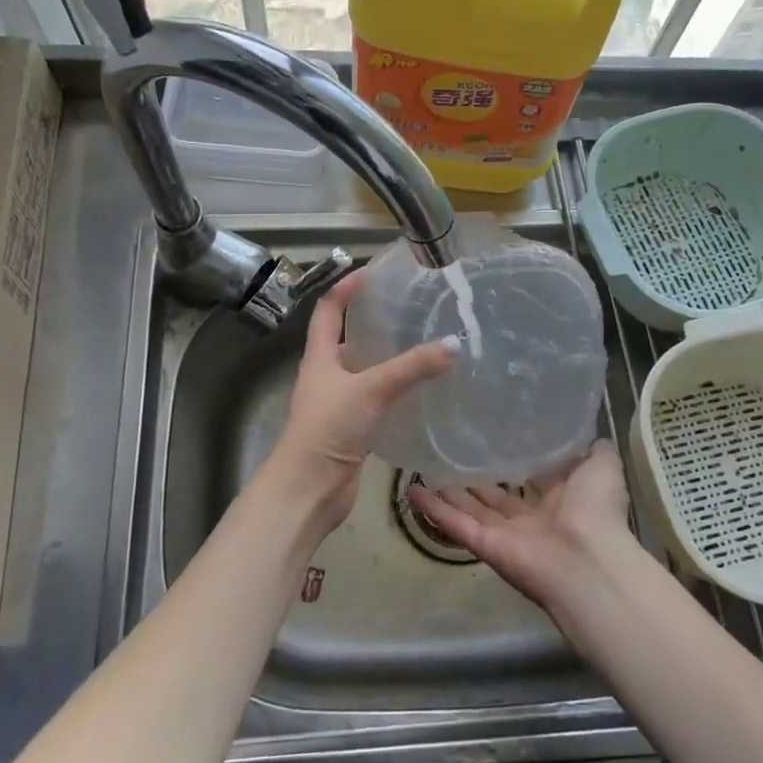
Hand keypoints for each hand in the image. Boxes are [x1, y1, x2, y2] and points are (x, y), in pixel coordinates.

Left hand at [263, 271, 457, 529]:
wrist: (309, 489)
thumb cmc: (328, 429)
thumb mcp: (371, 390)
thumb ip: (411, 368)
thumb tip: (453, 344)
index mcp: (319, 357)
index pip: (328, 311)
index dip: (345, 289)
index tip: (371, 273)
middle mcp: (326, 376)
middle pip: (347, 340)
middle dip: (373, 324)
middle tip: (409, 311)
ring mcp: (338, 404)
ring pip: (364, 373)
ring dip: (387, 360)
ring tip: (422, 346)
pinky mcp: (352, 429)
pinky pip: (376, 402)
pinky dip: (395, 393)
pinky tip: (421, 391)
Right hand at [409, 441, 635, 611]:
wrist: (588, 562)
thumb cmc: (596, 510)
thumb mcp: (602, 466)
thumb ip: (593, 449)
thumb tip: (586, 433)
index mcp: (561, 498)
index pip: (533, 475)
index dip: (515, 456)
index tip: (495, 432)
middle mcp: (532, 517)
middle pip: (497, 494)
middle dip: (478, 475)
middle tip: (453, 446)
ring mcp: (506, 534)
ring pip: (472, 507)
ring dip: (450, 488)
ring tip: (425, 462)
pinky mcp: (485, 545)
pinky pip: (456, 524)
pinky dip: (434, 509)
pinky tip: (411, 489)